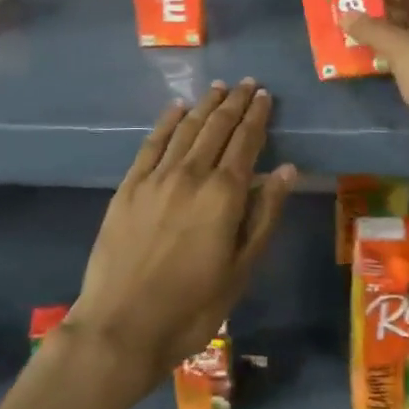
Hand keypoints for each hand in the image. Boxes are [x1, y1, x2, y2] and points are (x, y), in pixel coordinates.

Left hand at [65, 81, 295, 395]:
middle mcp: (191, 174)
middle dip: (235, 102)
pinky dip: (167, 121)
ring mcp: (156, 177)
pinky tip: (176, 108)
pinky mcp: (129, 185)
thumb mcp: (241, 269)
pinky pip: (152, 143)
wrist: (122, 325)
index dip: (256, 116)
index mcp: (224, 194)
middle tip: (248, 83)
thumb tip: (286, 170)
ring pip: (186, 128)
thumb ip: (265, 215)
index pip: (245, 142)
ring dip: (205, 105)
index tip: (265, 95)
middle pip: (217, 127)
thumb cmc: (193, 306)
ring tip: (219, 88)